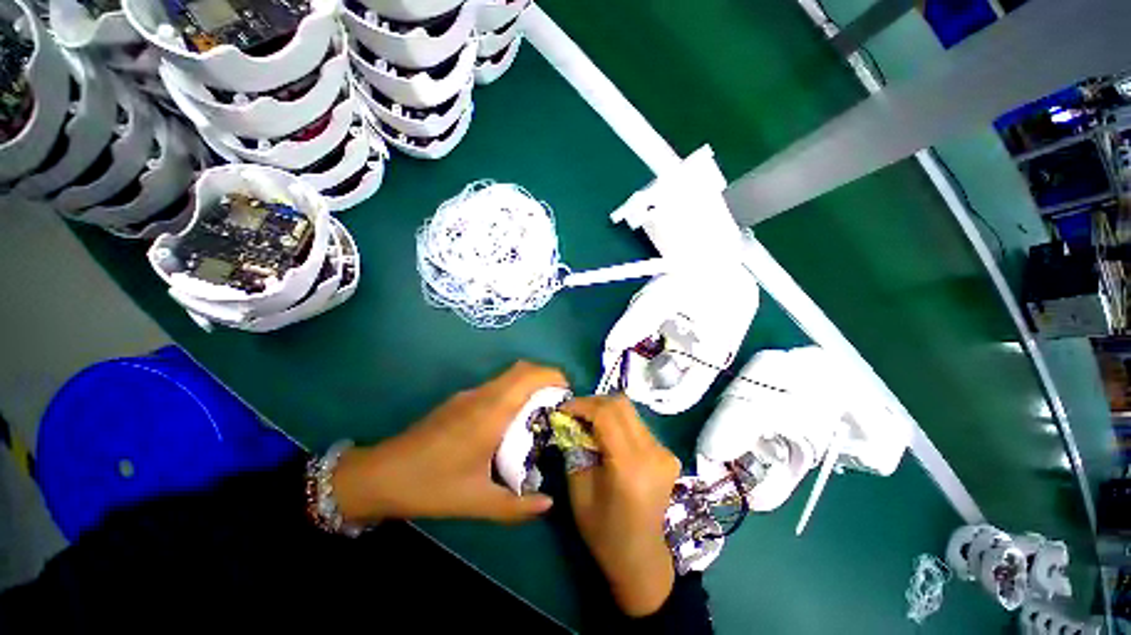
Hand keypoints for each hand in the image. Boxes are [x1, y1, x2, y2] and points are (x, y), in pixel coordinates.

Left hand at [332, 361, 564, 522]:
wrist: (380, 475)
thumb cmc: (431, 485)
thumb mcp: (476, 501)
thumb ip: (516, 506)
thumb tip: (548, 503)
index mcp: (492, 412)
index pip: (530, 376)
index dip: (554, 377)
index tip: (568, 396)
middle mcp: (483, 395)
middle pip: (522, 368)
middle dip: (547, 378)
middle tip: (559, 404)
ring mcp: (470, 395)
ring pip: (509, 375)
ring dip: (530, 384)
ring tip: (540, 413)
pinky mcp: (461, 400)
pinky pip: (497, 386)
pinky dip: (514, 391)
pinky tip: (512, 421)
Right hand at [561, 395, 680, 616]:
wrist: (641, 558)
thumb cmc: (604, 531)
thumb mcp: (579, 490)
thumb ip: (574, 448)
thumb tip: (569, 421)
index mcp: (630, 465)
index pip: (606, 414)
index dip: (582, 405)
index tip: (563, 408)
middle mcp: (653, 452)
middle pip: (621, 404)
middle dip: (593, 403)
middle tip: (574, 413)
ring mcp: (665, 451)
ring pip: (630, 412)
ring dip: (605, 411)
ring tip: (587, 423)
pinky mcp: (667, 453)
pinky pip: (638, 425)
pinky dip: (618, 423)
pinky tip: (607, 437)